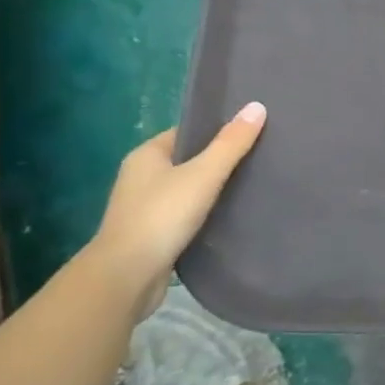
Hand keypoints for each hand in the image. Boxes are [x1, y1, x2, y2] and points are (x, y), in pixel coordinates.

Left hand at [86, 103, 266, 318]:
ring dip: (212, 190)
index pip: (188, 132)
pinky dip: (205, 214)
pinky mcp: (152, 236)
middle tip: (259, 157)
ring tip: (251, 186)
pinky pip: (185, 215)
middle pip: (189, 160)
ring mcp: (144, 208)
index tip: (251, 132)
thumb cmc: (162, 216)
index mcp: (146, 155)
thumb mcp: (203, 174)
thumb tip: (257, 106)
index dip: (218, 130)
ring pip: (188, 190)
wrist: (126, 278)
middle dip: (219, 161)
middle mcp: (140, 178)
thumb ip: (231, 143)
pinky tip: (230, 216)